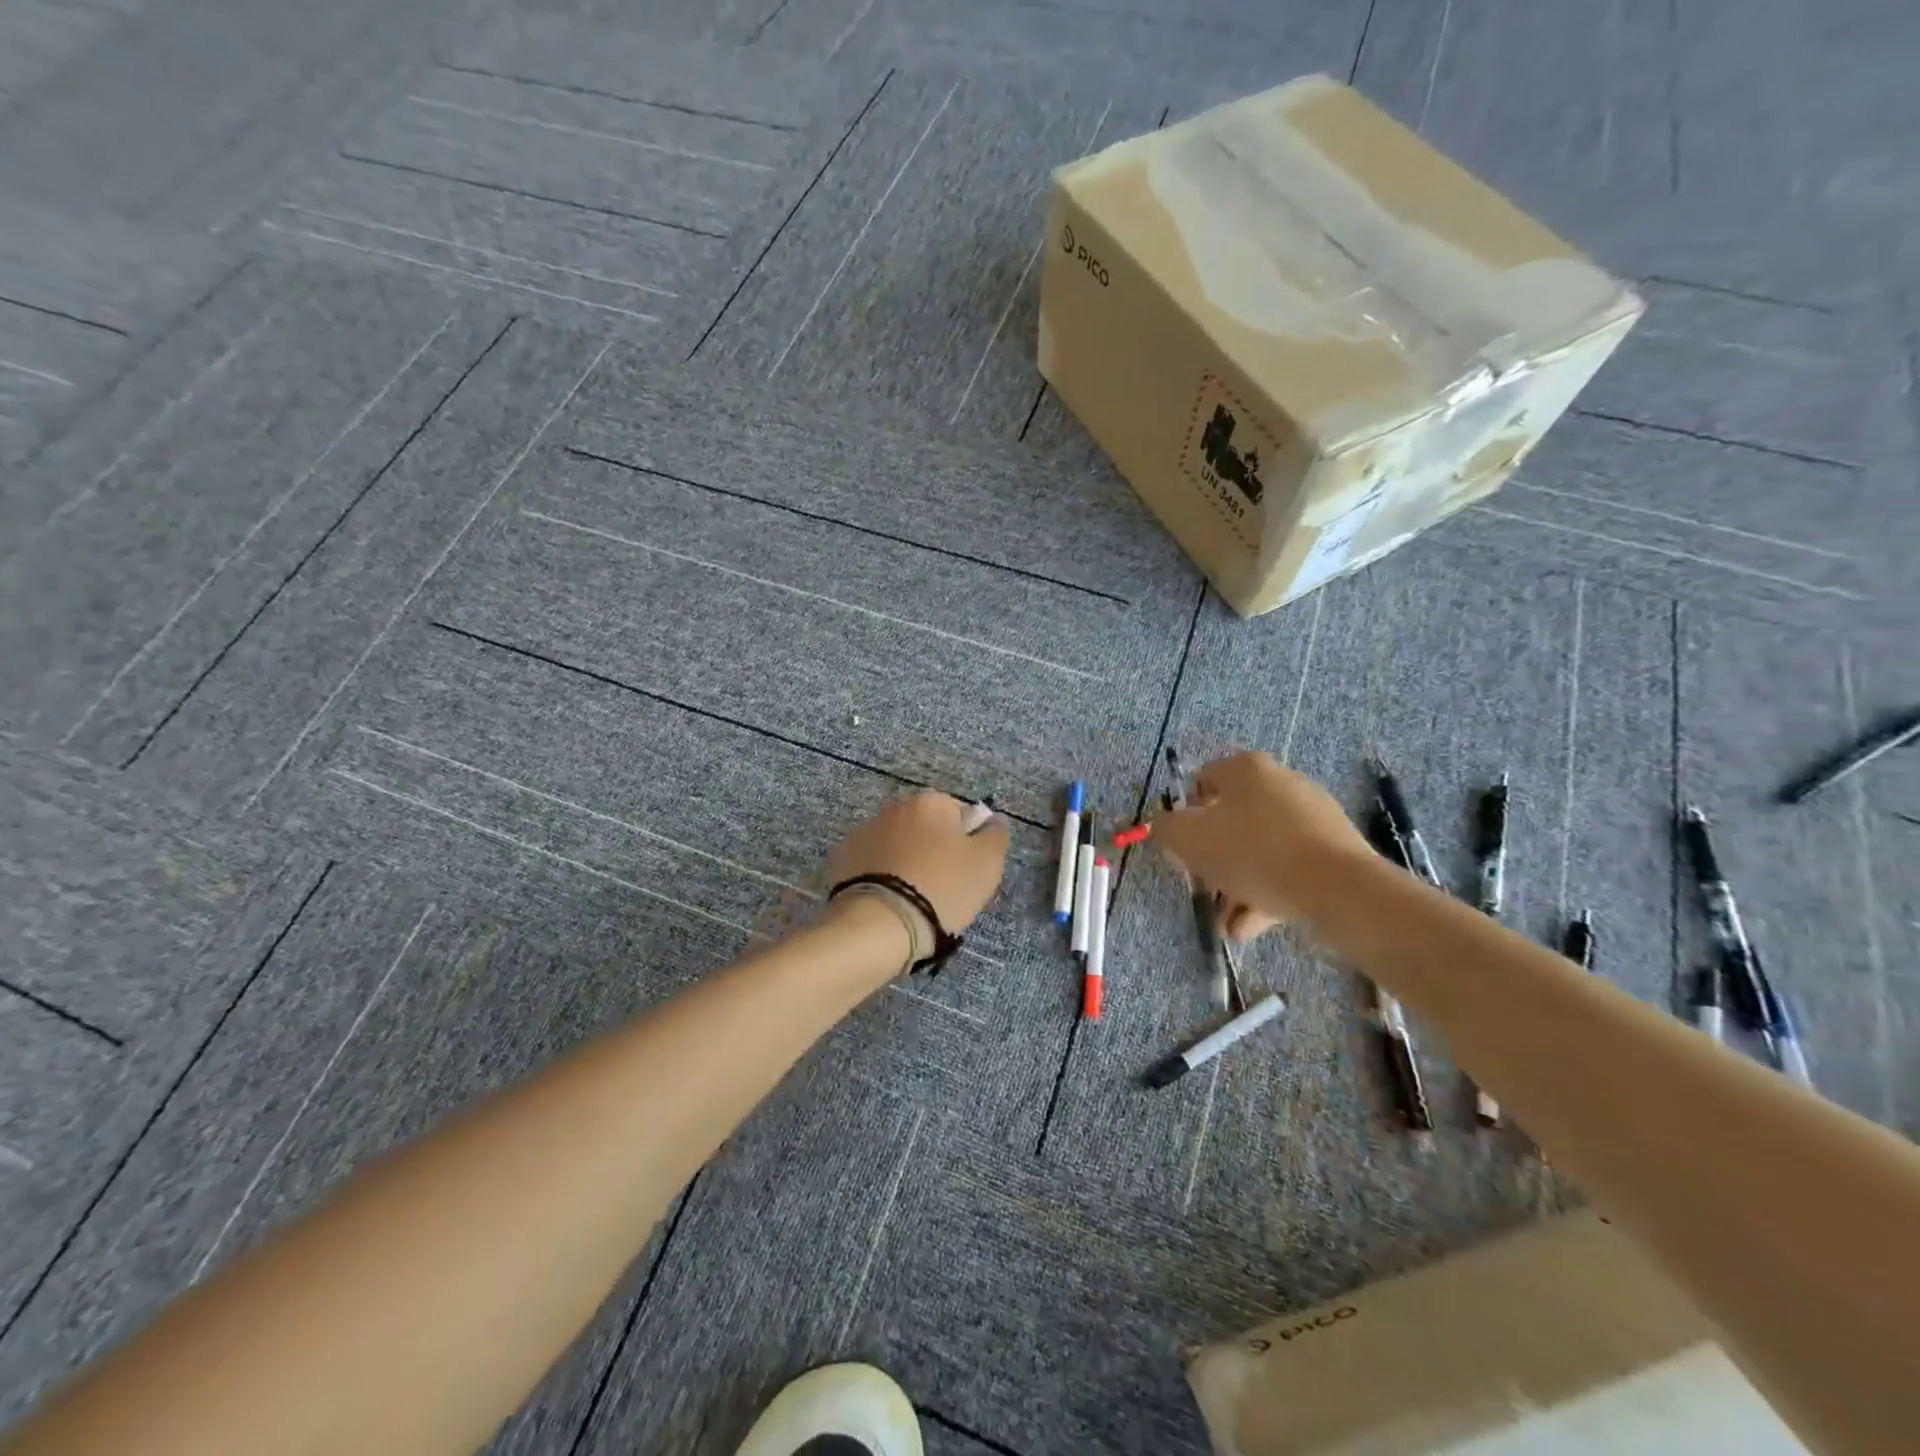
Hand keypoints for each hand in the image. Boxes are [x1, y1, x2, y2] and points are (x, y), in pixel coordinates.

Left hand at [828, 792, 1009, 936]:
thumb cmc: (942, 889)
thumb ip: (996, 835)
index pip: (959, 815)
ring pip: (897, 847)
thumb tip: (992, 821)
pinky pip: (872, 865)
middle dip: (934, 852)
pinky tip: (887, 902)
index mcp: (930, 802)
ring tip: (912, 901)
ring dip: (905, 864)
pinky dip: (880, 878)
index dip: (967, 844)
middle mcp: (894, 807)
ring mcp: (863, 832)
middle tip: (943, 890)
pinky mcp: (841, 860)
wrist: (879, 925)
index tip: (966, 873)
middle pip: (926, 829)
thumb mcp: (987, 863)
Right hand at [1152, 752, 1371, 939]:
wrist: (1338, 888)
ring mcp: (1312, 815)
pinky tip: (1254, 926)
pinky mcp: (1335, 848)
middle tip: (1206, 890)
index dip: (1186, 817)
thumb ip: (1166, 829)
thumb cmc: (1254, 853)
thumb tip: (1165, 827)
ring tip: (1229, 926)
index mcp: (1247, 769)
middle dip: (1215, 861)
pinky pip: (1289, 867)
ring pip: (1260, 850)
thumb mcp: (1190, 839)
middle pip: (1232, 821)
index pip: (1203, 783)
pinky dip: (1268, 893)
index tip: (1185, 850)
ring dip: (1238, 886)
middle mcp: (1281, 782)